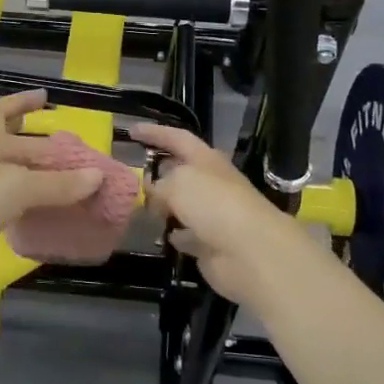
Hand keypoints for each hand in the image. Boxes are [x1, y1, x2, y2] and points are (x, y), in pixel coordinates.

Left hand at [0, 91, 103, 295]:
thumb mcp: (19, 187)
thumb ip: (58, 184)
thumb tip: (97, 176)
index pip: (4, 113)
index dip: (23, 103)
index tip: (45, 97)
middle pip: (4, 141)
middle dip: (29, 137)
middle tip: (58, 141)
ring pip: (6, 174)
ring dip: (30, 173)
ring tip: (59, 178)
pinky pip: (4, 204)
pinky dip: (23, 204)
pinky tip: (39, 212)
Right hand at [130, 123, 316, 307]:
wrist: (251, 252)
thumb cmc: (214, 205)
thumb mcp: (178, 183)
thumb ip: (159, 184)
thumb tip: (153, 193)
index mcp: (206, 160)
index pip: (177, 138)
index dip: (155, 133)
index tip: (131, 130)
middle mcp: (211, 184)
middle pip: (181, 172)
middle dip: (159, 171)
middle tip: (133, 175)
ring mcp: (213, 215)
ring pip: (183, 204)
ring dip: (165, 205)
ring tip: (140, 207)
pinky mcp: (211, 244)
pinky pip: (188, 235)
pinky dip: (176, 233)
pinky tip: (163, 235)